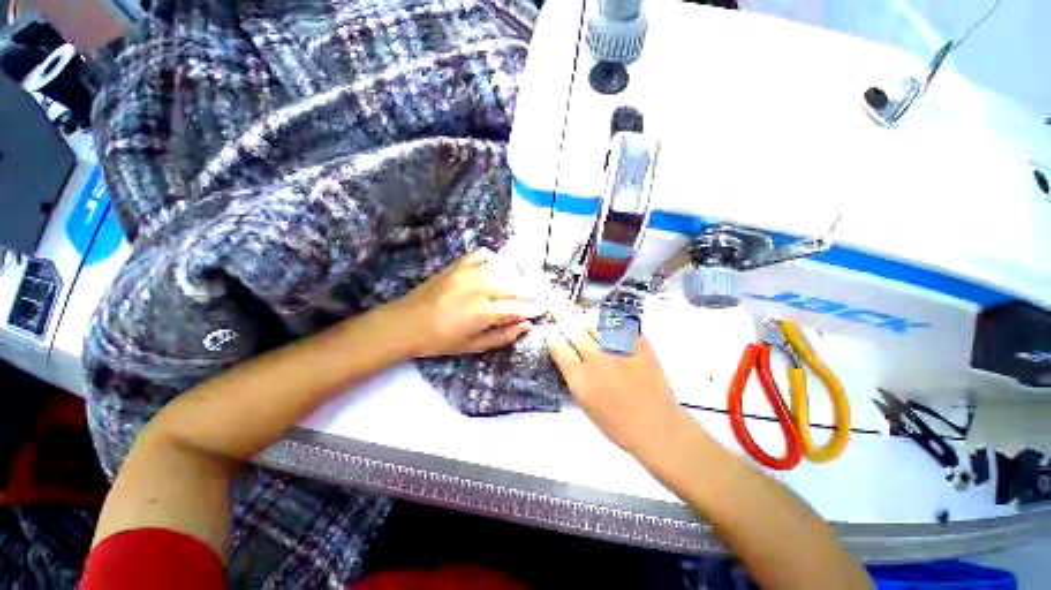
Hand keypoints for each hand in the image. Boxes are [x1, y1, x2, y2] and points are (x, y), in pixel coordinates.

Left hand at [390, 248, 544, 357]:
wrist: (405, 323)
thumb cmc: (440, 340)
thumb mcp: (473, 346)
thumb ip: (503, 336)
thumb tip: (526, 325)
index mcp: (483, 312)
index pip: (518, 308)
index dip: (533, 309)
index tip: (544, 308)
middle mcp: (480, 289)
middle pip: (514, 288)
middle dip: (530, 293)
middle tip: (538, 296)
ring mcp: (468, 273)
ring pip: (502, 270)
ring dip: (513, 278)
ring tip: (518, 285)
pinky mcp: (457, 265)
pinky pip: (481, 255)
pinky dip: (492, 260)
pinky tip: (494, 268)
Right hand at [544, 310, 689, 457]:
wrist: (658, 427)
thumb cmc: (617, 424)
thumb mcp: (586, 404)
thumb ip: (574, 377)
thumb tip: (567, 355)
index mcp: (581, 379)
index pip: (560, 349)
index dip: (552, 337)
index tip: (548, 330)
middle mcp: (598, 359)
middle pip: (575, 332)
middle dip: (562, 318)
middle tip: (556, 308)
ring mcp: (619, 349)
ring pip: (595, 323)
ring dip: (583, 316)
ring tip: (577, 312)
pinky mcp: (639, 344)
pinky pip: (619, 324)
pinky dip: (608, 320)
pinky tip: (603, 319)